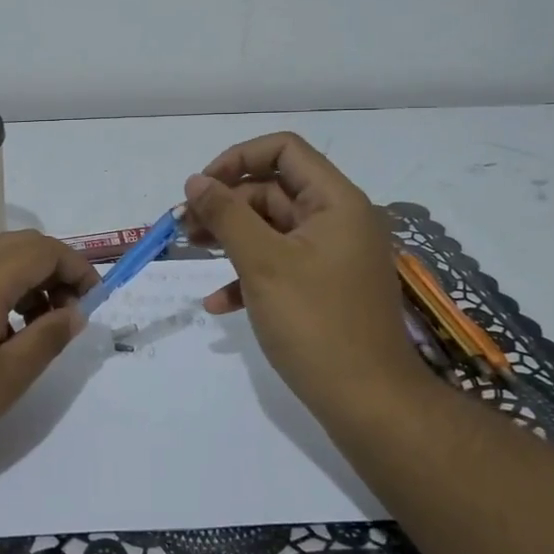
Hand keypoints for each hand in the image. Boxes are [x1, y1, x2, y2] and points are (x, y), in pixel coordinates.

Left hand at [0, 231, 98, 474]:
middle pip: (23, 245)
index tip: (94, 302)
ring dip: (27, 279)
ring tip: (37, 327)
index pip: (47, 250)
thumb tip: (74, 312)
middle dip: (55, 271)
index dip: (78, 270)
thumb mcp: (7, 377)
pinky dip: (0, 287)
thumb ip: (48, 337)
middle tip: (68, 313)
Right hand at [183, 132, 421, 410]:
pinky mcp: (325, 288)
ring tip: (191, 251)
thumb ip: (226, 215)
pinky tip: (219, 303)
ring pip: (273, 229)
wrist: (370, 403)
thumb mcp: (263, 263)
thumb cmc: (316, 323)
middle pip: (274, 190)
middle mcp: (339, 220)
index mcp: (335, 202)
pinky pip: (282, 265)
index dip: (238, 158)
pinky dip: (249, 275)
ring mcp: (333, 256)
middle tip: (184, 226)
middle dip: (226, 204)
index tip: (201, 187)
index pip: (284, 150)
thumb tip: (195, 181)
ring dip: (231, 237)